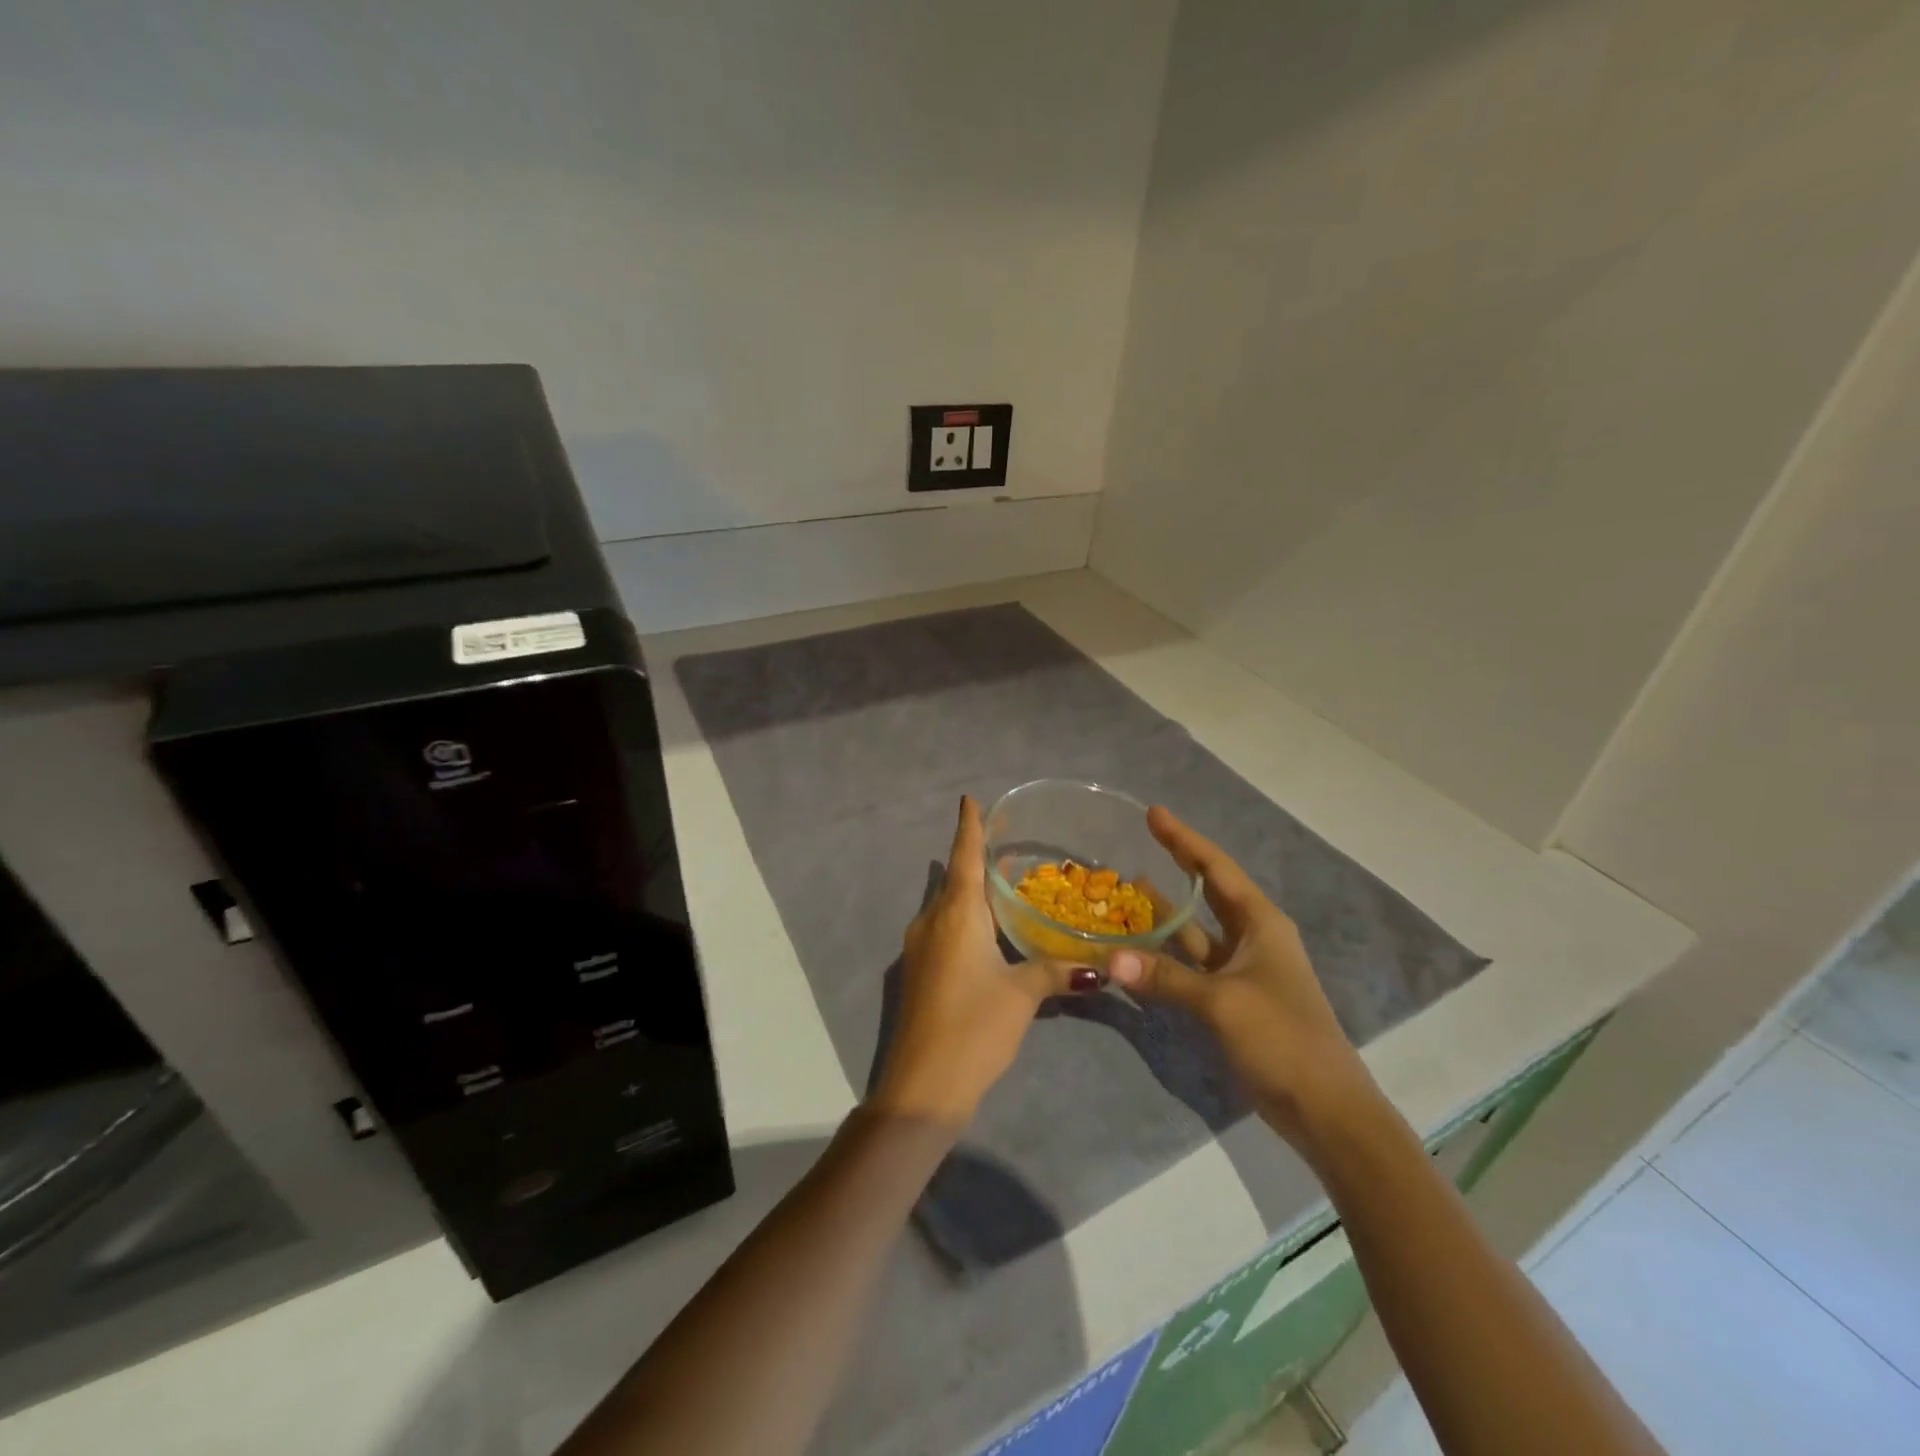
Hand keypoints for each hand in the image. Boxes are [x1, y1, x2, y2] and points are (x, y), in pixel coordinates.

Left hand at [870, 796, 1095, 1128]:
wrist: (921, 1086)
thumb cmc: (973, 1027)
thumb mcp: (1021, 996)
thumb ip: (1057, 972)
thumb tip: (1102, 967)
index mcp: (956, 914)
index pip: (963, 857)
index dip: (969, 827)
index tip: (969, 799)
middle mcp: (933, 921)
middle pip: (957, 879)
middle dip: (979, 858)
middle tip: (1012, 843)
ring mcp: (922, 947)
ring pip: (951, 905)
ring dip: (975, 891)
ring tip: (1009, 882)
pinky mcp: (920, 970)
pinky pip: (946, 928)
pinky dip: (969, 917)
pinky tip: (991, 929)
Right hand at [1108, 807, 1377, 1148]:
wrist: (1325, 1109)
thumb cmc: (1283, 1038)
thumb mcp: (1222, 1002)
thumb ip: (1165, 977)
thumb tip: (1110, 959)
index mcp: (1261, 923)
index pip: (1216, 868)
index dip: (1184, 839)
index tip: (1153, 813)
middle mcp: (1253, 937)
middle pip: (1207, 890)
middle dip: (1176, 864)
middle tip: (1140, 840)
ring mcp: (1242, 970)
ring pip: (1195, 930)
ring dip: (1165, 912)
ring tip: (1127, 889)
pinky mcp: (1232, 1000)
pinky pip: (1191, 965)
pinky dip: (1165, 955)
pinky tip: (1137, 949)